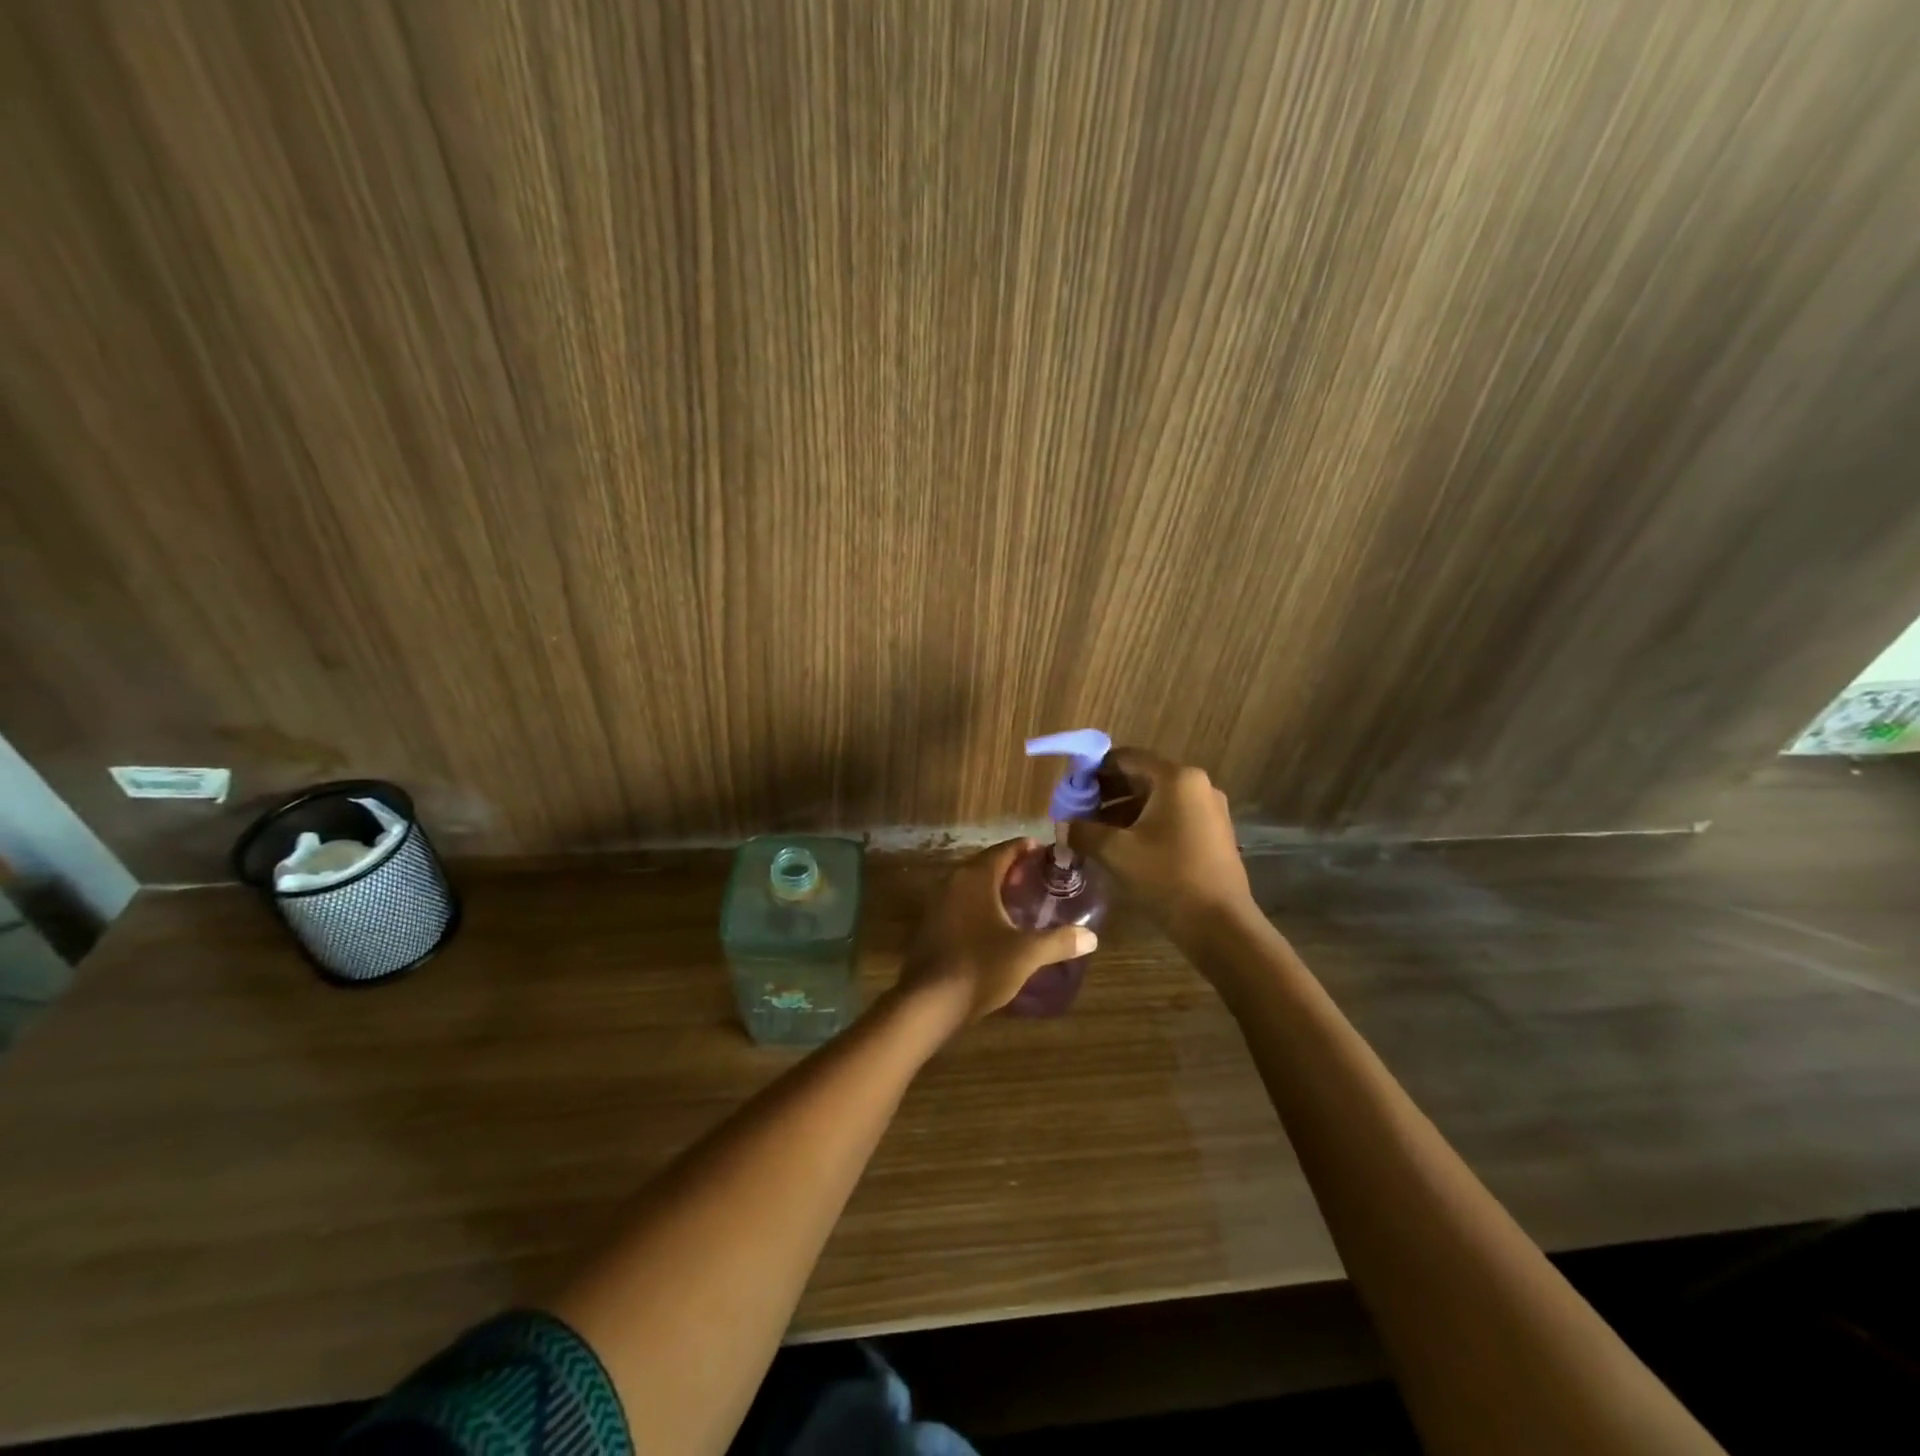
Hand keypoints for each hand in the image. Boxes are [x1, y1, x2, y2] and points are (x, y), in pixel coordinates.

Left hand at [895, 839, 1097, 1025]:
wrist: (930, 1002)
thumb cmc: (980, 966)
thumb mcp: (1026, 954)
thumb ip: (1059, 942)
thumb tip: (1091, 937)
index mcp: (976, 877)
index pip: (1004, 850)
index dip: (1025, 849)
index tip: (1045, 853)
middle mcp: (954, 882)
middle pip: (986, 865)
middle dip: (1011, 868)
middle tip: (1036, 877)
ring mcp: (938, 903)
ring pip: (971, 885)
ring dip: (993, 888)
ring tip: (1019, 900)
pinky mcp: (931, 925)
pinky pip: (960, 903)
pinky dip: (979, 905)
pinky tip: (994, 924)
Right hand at [1068, 748, 1251, 937]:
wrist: (1221, 926)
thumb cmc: (1166, 877)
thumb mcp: (1115, 852)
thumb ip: (1083, 831)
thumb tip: (1063, 825)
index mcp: (1176, 778)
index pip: (1125, 758)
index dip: (1092, 771)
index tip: (1070, 791)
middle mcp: (1197, 785)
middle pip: (1141, 778)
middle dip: (1106, 794)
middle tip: (1078, 814)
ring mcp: (1209, 810)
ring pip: (1155, 800)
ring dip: (1122, 812)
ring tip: (1094, 834)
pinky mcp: (1213, 834)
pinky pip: (1171, 817)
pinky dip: (1144, 825)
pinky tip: (1123, 848)